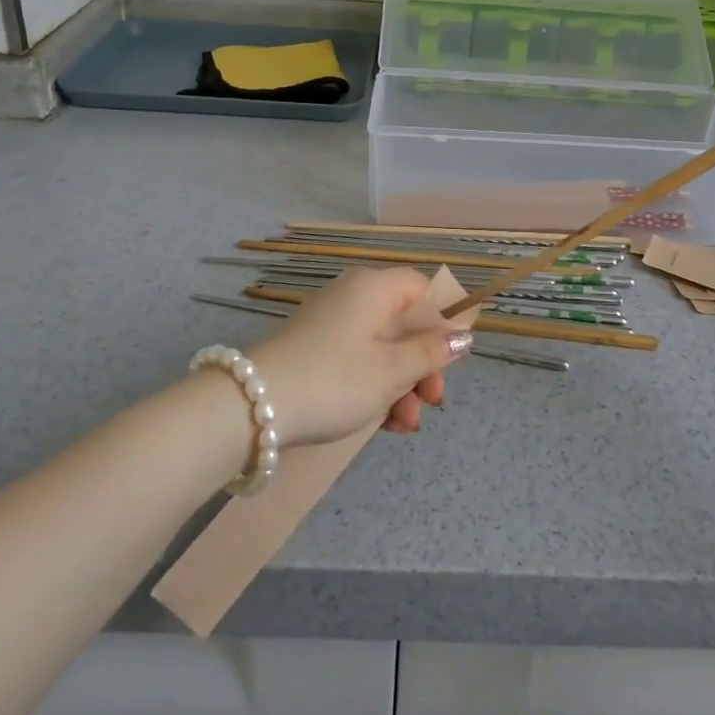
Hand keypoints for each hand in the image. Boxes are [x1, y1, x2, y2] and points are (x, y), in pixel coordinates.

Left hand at [247, 268, 472, 448]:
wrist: (253, 406)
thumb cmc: (335, 379)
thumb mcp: (392, 370)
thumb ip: (431, 352)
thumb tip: (462, 335)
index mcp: (375, 288)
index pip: (423, 289)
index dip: (442, 322)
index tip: (449, 361)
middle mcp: (353, 296)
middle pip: (404, 323)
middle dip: (423, 366)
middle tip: (431, 402)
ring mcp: (330, 323)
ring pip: (381, 348)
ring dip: (401, 385)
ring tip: (404, 427)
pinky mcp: (313, 349)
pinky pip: (356, 360)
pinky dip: (373, 387)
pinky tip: (382, 423)